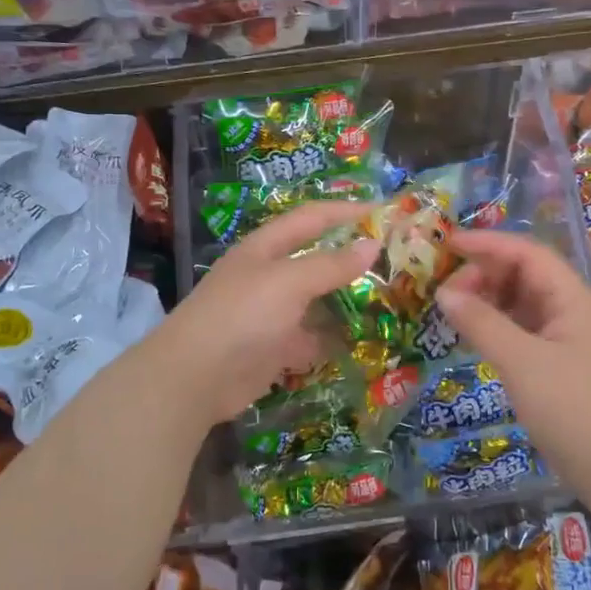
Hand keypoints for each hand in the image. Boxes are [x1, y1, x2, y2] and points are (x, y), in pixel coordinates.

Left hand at [149, 201, 379, 427]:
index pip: (311, 218)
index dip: (346, 211)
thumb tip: (373, 244)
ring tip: (388, 301)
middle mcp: (268, 276)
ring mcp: (270, 314)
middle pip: (315, 259)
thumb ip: (331, 264)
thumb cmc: (242, 315)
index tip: (385, 213)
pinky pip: (310, 338)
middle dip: (351, 258)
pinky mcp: (273, 348)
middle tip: (395, 261)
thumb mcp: (289, 282)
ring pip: (316, 301)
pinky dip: (332, 339)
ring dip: (346, 301)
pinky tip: (362, 341)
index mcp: (266, 248)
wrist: (195, 377)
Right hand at [434, 229, 590, 475]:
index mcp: (572, 299)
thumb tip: (444, 293)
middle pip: (524, 274)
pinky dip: (494, 324)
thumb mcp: (521, 362)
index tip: (448, 244)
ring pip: (521, 302)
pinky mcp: (556, 362)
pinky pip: (520, 328)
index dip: (488, 244)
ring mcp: (564, 337)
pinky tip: (471, 333)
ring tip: (452, 309)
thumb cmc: (571, 408)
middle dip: (484, 273)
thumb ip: (482, 323)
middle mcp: (570, 310)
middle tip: (445, 290)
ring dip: (487, 299)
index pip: (528, 254)